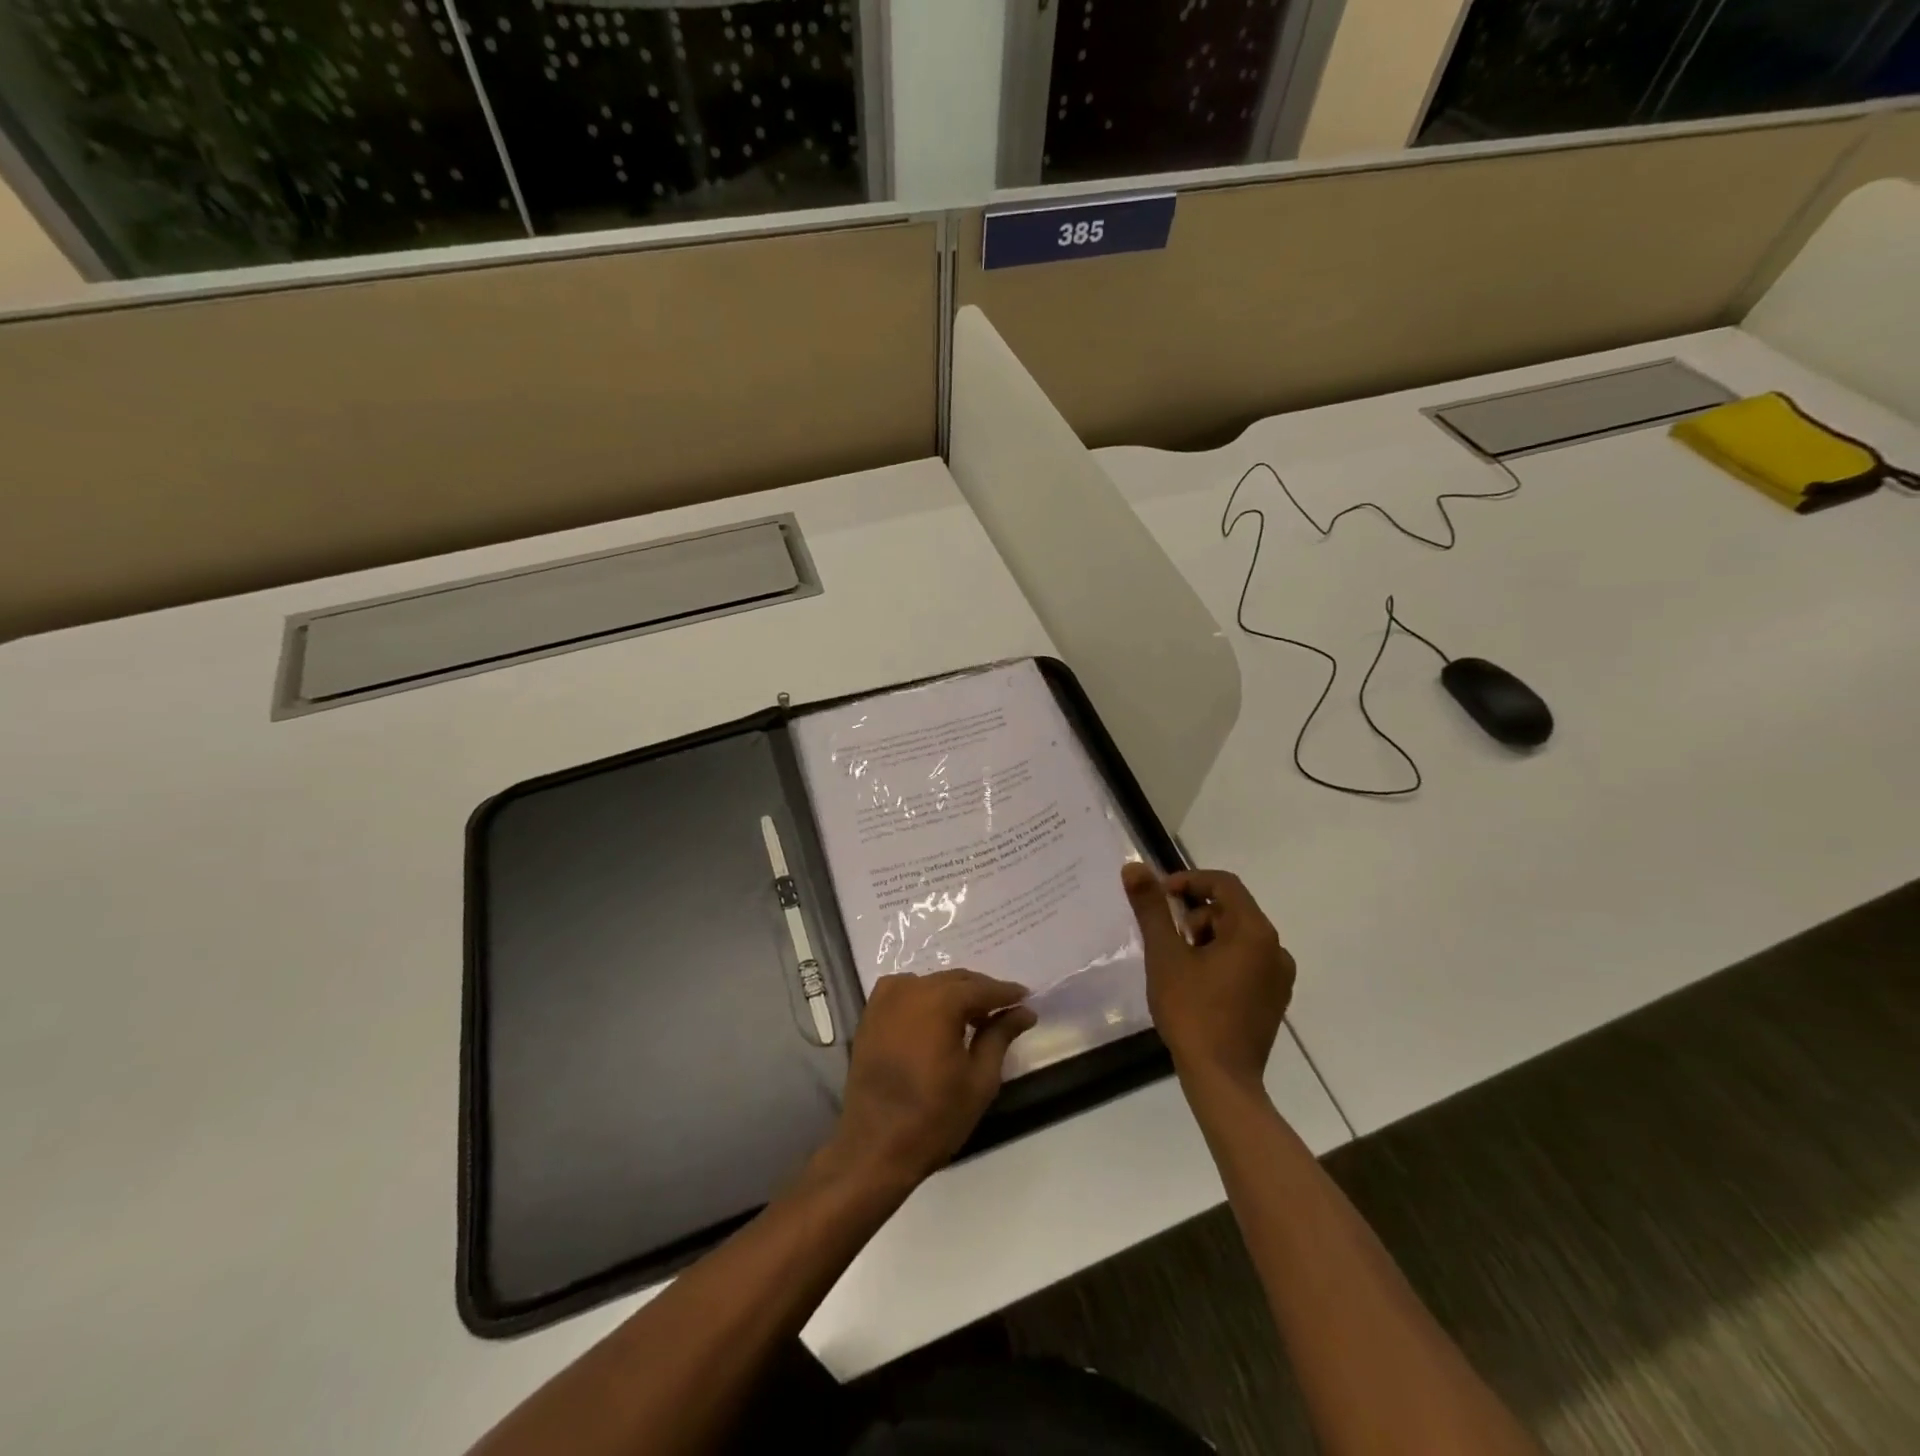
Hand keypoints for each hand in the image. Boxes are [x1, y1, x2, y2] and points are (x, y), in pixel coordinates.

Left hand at [826, 969, 1036, 1188]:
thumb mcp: (980, 1079)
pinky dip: (925, 998)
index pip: (982, 988)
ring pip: (931, 984)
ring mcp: (886, 999)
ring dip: (953, 995)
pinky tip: (936, 1019)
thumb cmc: (934, 1117)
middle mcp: (911, 989)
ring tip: (972, 1018)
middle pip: (956, 980)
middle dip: (981, 992)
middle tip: (1004, 1010)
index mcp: (940, 1001)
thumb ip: (1000, 1036)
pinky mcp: (870, 1014)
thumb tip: (1024, 1011)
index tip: (1026, 998)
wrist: (874, 1147)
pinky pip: (905, 992)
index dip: (1006, 993)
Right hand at [1121, 863, 1294, 1091]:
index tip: (1159, 895)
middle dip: (1195, 913)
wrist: (1222, 1080)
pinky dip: (1220, 958)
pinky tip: (1197, 983)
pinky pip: (1246, 961)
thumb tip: (1133, 867)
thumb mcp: (1165, 955)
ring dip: (1206, 937)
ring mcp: (1279, 977)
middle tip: (1167, 936)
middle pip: (1232, 909)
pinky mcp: (1273, 999)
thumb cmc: (1192, 1011)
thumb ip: (1151, 908)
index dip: (1188, 881)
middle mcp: (1275, 949)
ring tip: (1178, 962)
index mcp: (1254, 932)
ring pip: (1238, 936)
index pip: (1224, 884)